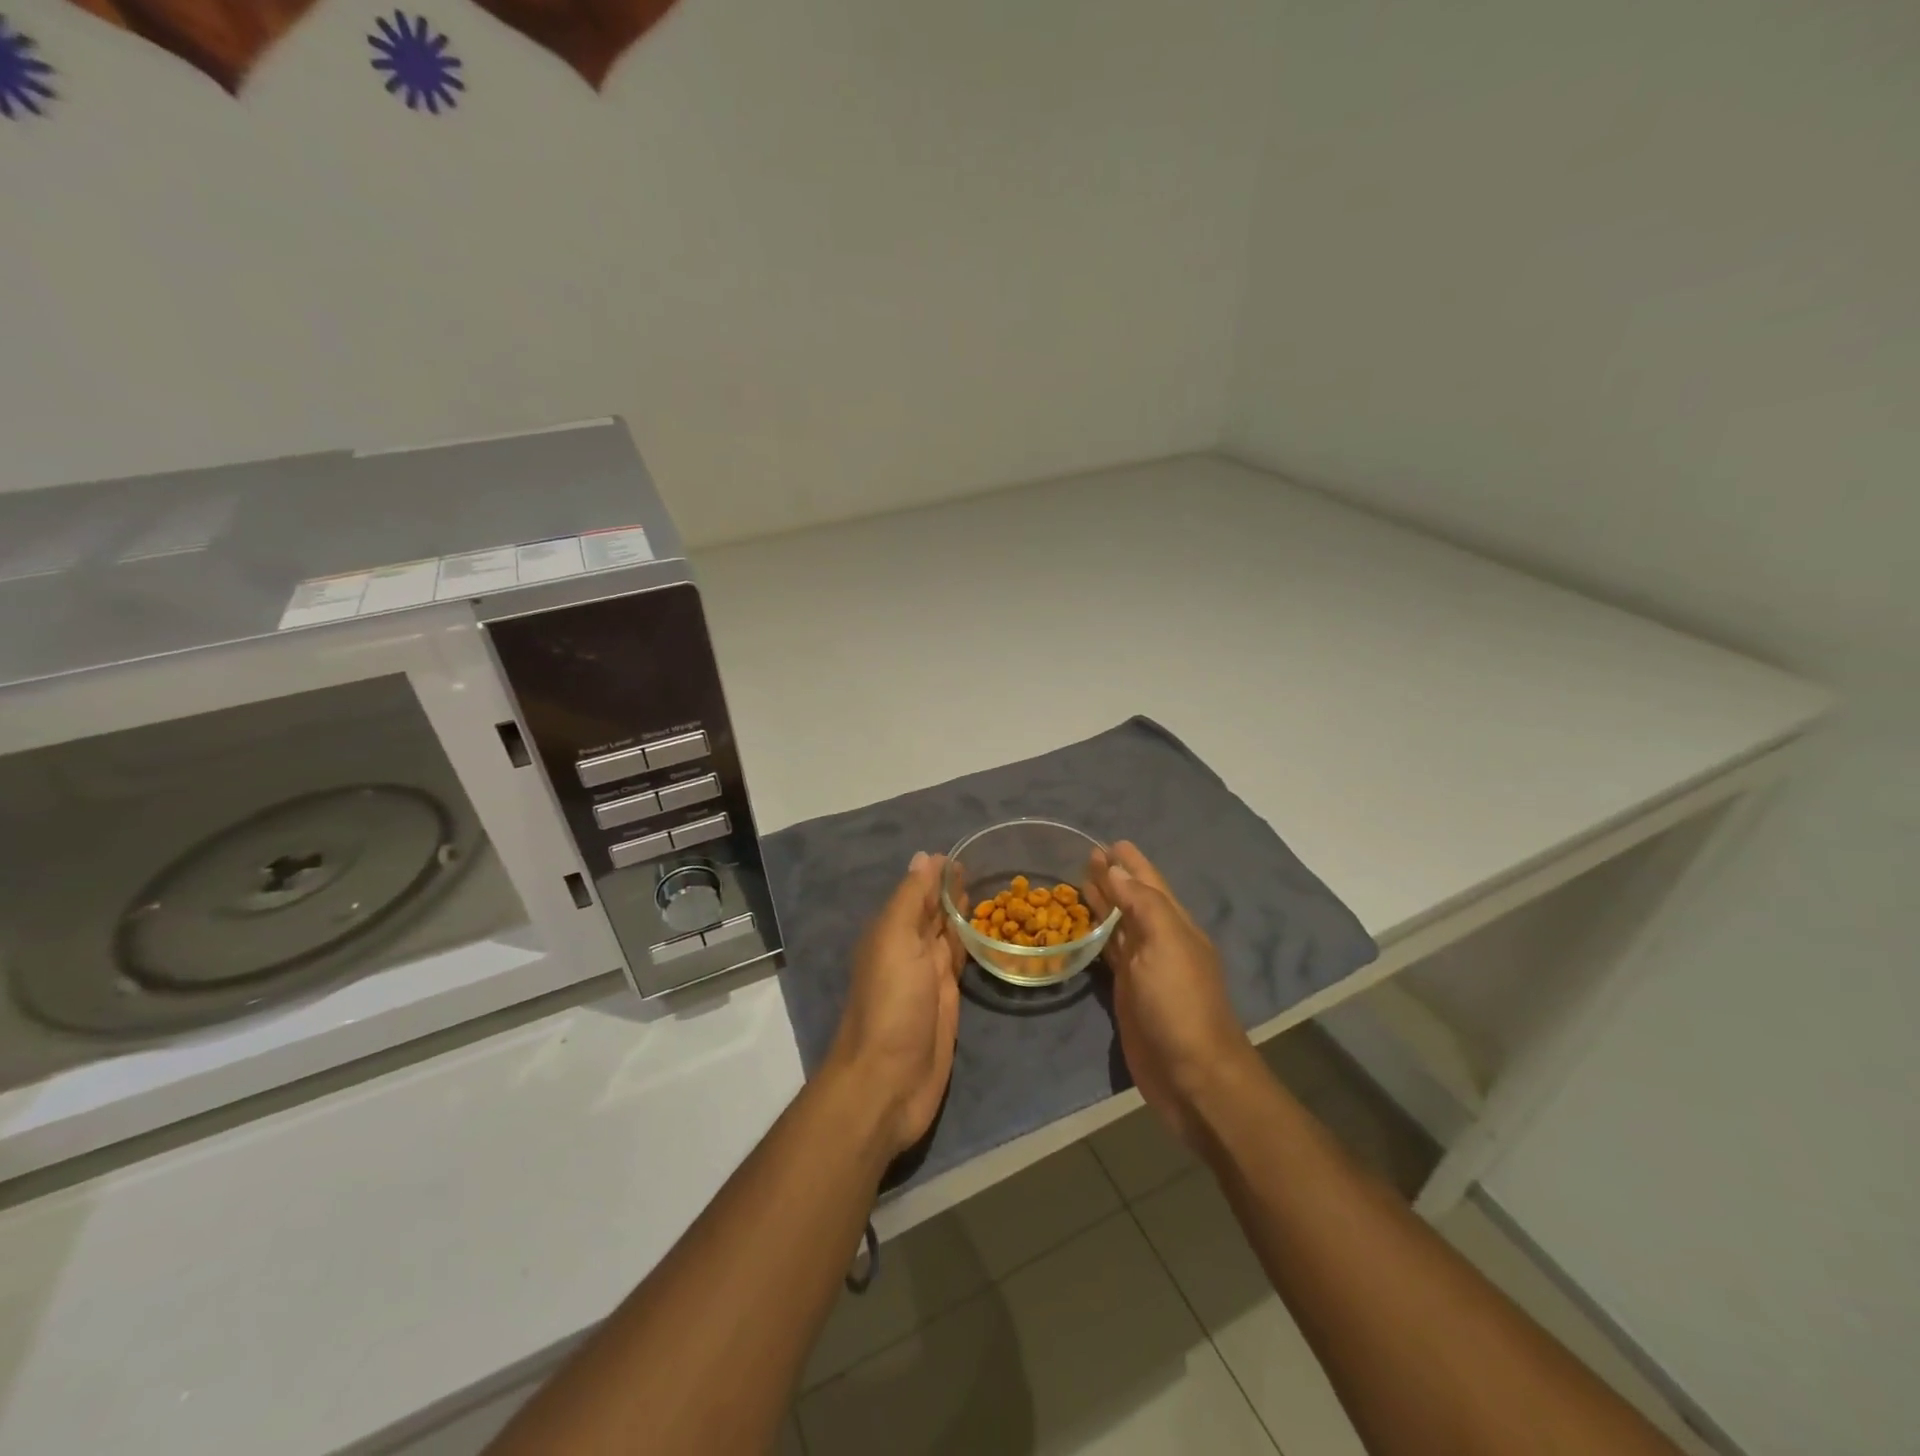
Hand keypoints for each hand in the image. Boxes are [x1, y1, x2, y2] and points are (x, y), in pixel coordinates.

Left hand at [827, 852, 964, 1158]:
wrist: (888, 1081)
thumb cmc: (891, 1004)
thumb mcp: (895, 940)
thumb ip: (911, 900)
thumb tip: (924, 857)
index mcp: (892, 931)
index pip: (918, 892)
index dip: (938, 874)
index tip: (966, 852)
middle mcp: (909, 949)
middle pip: (933, 912)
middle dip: (952, 891)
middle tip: (985, 868)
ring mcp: (929, 977)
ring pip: (948, 936)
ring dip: (963, 916)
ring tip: (990, 892)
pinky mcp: (948, 1003)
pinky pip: (961, 965)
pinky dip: (971, 946)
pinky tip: (987, 935)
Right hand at [1087, 841, 1259, 1146]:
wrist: (1193, 1076)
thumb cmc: (1180, 1004)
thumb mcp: (1166, 944)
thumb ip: (1142, 903)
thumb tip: (1115, 870)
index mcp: (1174, 925)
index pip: (1149, 883)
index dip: (1131, 862)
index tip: (1108, 842)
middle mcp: (1160, 941)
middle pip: (1133, 900)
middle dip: (1113, 878)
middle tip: (1086, 856)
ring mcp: (1144, 969)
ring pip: (1119, 925)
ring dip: (1103, 903)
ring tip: (1079, 882)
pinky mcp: (1127, 993)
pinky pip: (1109, 954)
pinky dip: (1096, 937)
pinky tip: (1081, 929)